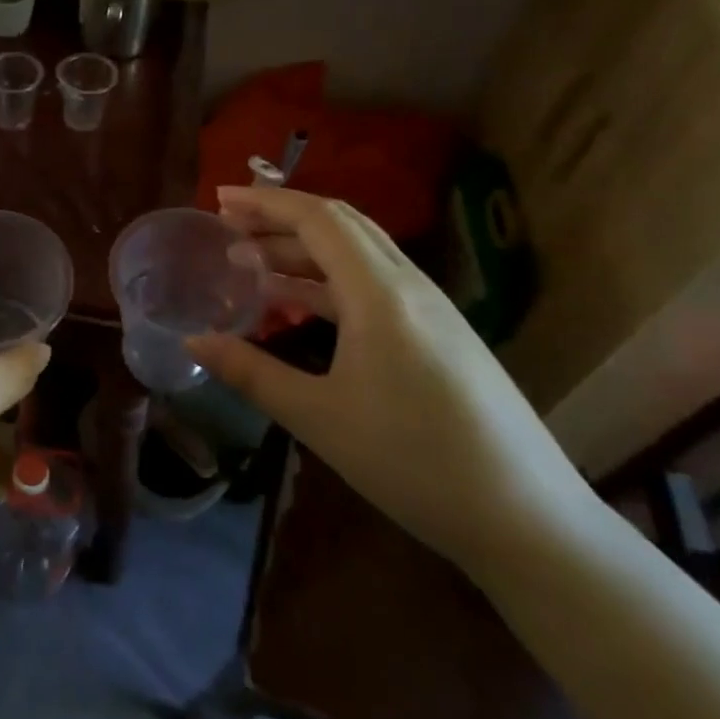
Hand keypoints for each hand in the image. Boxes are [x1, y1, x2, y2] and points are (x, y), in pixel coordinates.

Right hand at [189, 186, 595, 574]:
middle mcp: (409, 286)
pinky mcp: (440, 334)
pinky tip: (300, 305)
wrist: (527, 519)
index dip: (266, 201)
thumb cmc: (413, 462)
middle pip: (341, 225)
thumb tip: (193, 340)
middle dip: (282, 217)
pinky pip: (374, 283)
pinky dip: (328, 279)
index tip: (220, 198)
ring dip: (304, 248)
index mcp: (380, 294)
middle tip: (230, 225)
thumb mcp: (318, 417)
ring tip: (252, 263)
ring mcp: (431, 309)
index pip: (318, 219)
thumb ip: (250, 372)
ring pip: (359, 254)